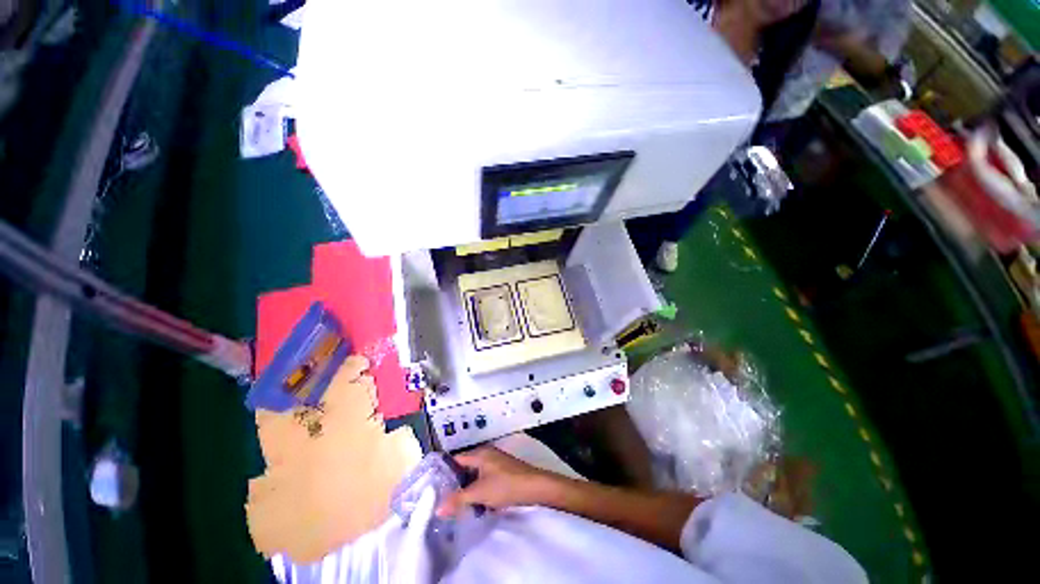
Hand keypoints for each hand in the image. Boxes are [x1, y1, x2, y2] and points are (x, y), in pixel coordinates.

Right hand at [436, 447, 561, 516]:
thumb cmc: (505, 485)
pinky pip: (484, 480)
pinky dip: (478, 490)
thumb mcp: (479, 493)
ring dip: (467, 489)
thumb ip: (458, 499)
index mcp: (479, 454)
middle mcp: (486, 455)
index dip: (444, 472)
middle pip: (465, 468)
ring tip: (456, 506)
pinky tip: (475, 505)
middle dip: (455, 484)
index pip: (456, 459)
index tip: (432, 487)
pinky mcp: (502, 473)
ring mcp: (495, 463)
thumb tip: (438, 508)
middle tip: (442, 500)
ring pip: (475, 476)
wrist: (534, 487)